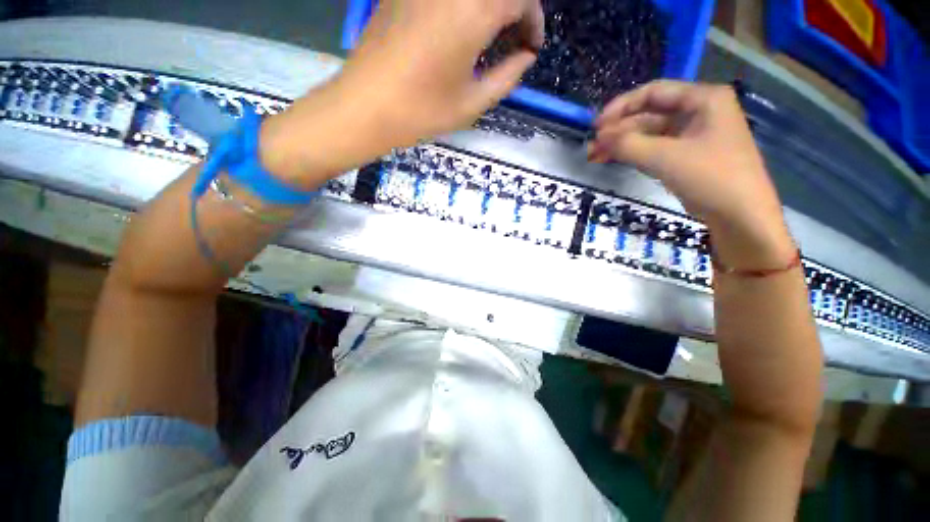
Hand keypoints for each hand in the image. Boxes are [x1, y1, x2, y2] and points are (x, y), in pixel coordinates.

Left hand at [262, 0, 542, 187]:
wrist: (366, 105)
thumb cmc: (423, 111)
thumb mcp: (473, 103)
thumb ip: (507, 77)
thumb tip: (525, 57)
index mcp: (474, 12)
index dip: (534, 21)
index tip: (531, 47)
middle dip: (516, 9)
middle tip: (514, 39)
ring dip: (490, 8)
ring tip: (491, 36)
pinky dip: (465, 8)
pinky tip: (461, 29)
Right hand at [590, 81, 794, 268]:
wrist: (740, 216)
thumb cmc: (711, 178)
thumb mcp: (665, 158)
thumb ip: (628, 145)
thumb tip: (598, 138)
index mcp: (703, 99)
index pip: (654, 92)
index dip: (621, 106)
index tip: (597, 125)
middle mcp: (699, 112)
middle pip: (649, 114)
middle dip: (619, 130)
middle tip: (593, 146)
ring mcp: (693, 135)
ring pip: (649, 133)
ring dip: (623, 144)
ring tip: (596, 156)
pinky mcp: (686, 156)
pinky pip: (655, 148)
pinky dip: (634, 154)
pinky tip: (615, 160)